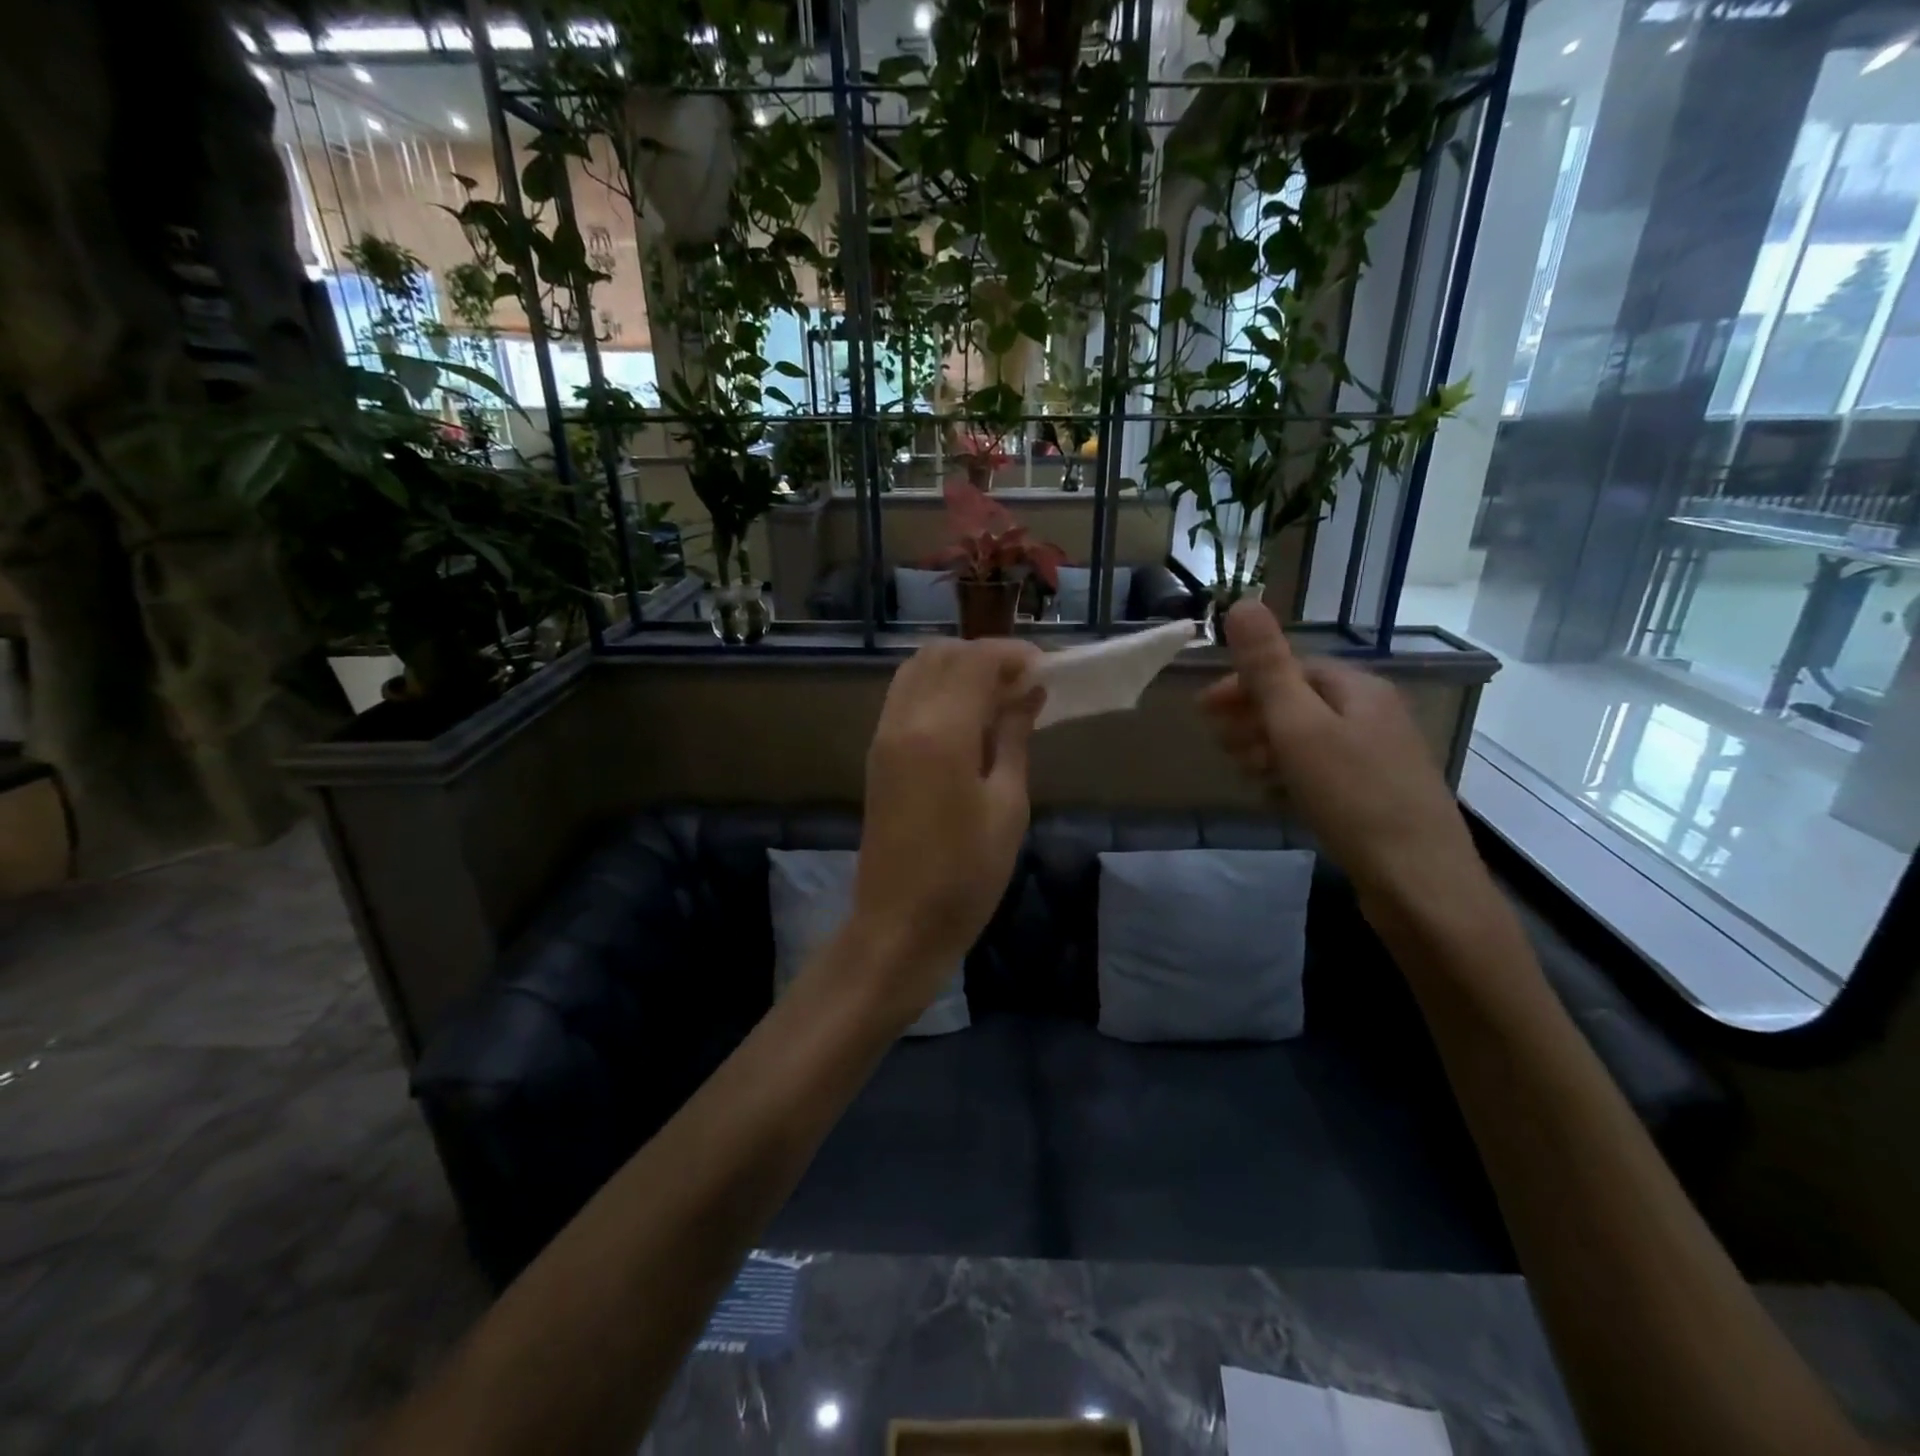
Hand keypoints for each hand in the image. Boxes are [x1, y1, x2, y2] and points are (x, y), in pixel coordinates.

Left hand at [847, 637, 1043, 1015]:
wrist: (899, 924)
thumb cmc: (966, 874)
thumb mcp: (1007, 805)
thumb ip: (1013, 737)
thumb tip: (1028, 693)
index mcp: (940, 731)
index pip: (975, 659)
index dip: (1013, 655)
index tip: (1047, 671)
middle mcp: (904, 720)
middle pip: (940, 654)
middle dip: (985, 656)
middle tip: (1024, 685)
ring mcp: (883, 735)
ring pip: (917, 670)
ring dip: (958, 669)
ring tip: (998, 700)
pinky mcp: (877, 754)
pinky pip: (905, 697)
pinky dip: (937, 689)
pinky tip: (967, 720)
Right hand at [1199, 600, 1492, 922]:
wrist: (1418, 882)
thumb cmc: (1352, 795)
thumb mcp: (1299, 726)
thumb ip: (1267, 667)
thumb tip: (1242, 602)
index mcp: (1358, 689)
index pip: (1291, 668)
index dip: (1243, 684)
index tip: (1203, 710)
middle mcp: (1373, 714)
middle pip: (1299, 702)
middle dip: (1252, 717)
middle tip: (1220, 745)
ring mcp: (1378, 757)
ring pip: (1308, 739)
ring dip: (1267, 748)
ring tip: (1244, 772)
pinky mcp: (1376, 796)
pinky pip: (1321, 771)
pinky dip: (1291, 775)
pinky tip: (1276, 796)